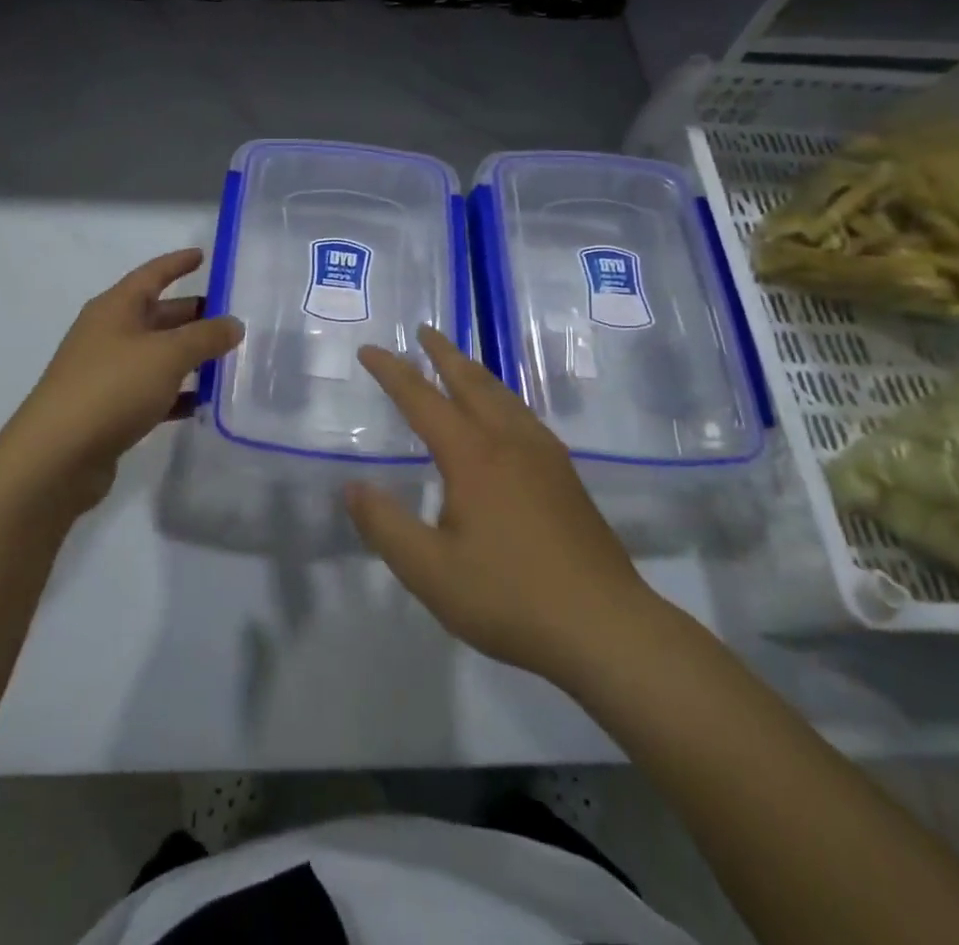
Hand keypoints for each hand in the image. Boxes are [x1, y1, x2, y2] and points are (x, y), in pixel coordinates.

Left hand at [0, 249, 242, 514]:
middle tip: (232, 317)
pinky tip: (204, 402)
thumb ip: (205, 337)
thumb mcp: (166, 356)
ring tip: (227, 358)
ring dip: (189, 356)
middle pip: (157, 315)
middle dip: (192, 314)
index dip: (178, 264)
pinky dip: (176, 393)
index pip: (152, 274)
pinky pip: (151, 391)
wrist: (56, 457)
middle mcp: (108, 334)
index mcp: (115, 308)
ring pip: (156, 355)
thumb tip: (233, 324)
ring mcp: (106, 373)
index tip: (204, 256)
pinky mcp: (108, 409)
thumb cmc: (112, 388)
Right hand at [344, 327, 657, 687]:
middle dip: (443, 353)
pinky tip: (505, 417)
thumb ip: (385, 525)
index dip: (392, 372)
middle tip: (423, 331)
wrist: (606, 628)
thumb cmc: (509, 597)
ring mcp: (545, 457)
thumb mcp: (430, 571)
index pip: (422, 400)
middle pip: (471, 382)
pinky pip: (524, 416)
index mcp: (473, 456)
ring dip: (475, 372)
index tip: (369, 350)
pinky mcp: (566, 478)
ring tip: (459, 362)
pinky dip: (502, 398)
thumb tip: (352, 487)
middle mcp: (509, 442)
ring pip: (504, 396)